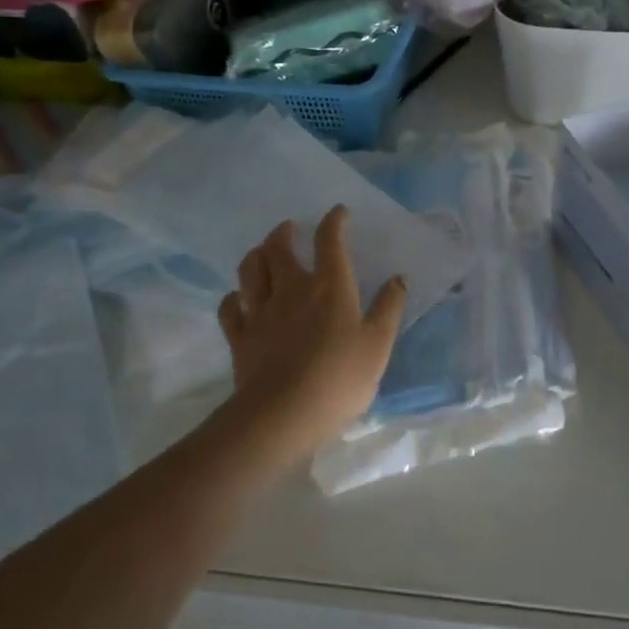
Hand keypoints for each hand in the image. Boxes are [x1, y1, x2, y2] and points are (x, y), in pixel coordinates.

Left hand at [216, 206, 405, 465]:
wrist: (283, 415)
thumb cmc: (339, 379)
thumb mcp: (377, 345)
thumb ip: (388, 309)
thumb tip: (398, 279)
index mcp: (329, 287)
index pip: (329, 241)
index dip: (333, 221)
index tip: (338, 213)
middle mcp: (291, 289)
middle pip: (279, 248)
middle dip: (283, 233)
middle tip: (289, 229)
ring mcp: (261, 311)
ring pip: (250, 269)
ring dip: (256, 255)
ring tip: (262, 253)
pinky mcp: (240, 336)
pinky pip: (230, 307)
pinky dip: (234, 297)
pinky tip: (238, 298)